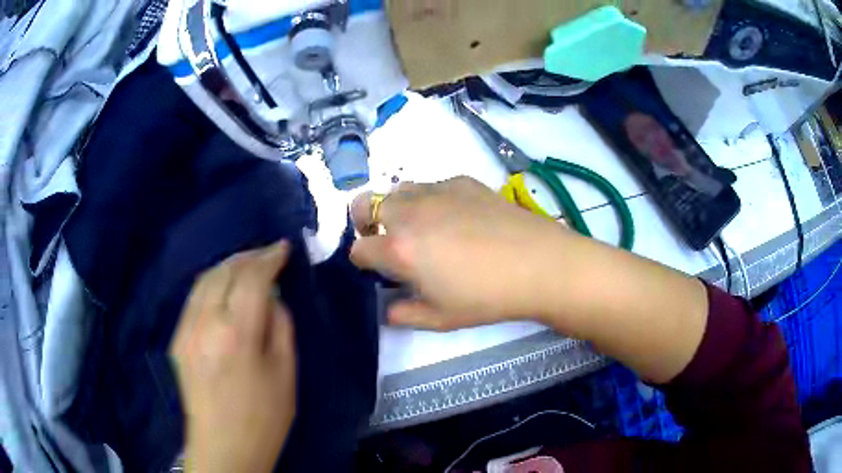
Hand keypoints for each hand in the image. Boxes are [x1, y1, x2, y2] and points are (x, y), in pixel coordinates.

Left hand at [170, 241, 296, 472]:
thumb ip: (280, 327)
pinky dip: (211, 284)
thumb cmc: (264, 417)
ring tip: (246, 265)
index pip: (252, 278)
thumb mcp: (286, 374)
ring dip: (227, 266)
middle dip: (247, 257)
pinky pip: (193, 299)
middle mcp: (205, 323)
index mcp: (237, 333)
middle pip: (223, 271)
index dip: (269, 258)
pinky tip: (223, 289)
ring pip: (203, 280)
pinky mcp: (177, 340)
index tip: (283, 247)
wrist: (224, 448)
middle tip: (267, 254)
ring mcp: (185, 330)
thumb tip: (272, 297)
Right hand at [350, 176, 570, 329]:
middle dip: (367, 224)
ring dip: (397, 208)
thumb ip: (404, 314)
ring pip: (397, 190)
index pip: (358, 249)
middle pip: (365, 205)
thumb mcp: (441, 318)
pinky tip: (457, 218)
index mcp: (399, 248)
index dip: (363, 262)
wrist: (540, 264)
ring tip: (422, 228)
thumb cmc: (487, 297)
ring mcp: (436, 191)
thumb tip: (389, 309)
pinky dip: (430, 199)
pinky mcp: (462, 181)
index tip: (378, 270)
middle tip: (389, 242)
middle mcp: (409, 212)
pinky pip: (432, 185)